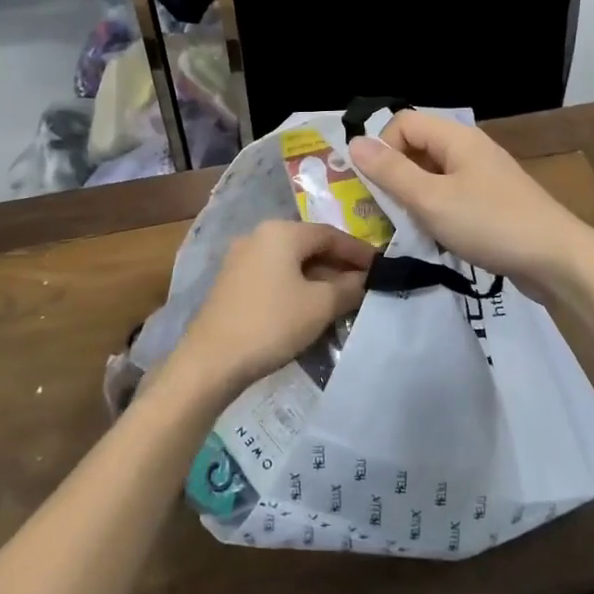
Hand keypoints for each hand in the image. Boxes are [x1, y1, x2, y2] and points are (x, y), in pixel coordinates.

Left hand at [170, 221, 374, 398]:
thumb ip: (349, 287)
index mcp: (280, 232)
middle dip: (339, 265)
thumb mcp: (320, 306)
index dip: (359, 252)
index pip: (330, 234)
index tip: (382, 267)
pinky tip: (311, 307)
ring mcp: (241, 259)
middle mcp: (259, 236)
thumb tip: (367, 279)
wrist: (210, 361)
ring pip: (292, 262)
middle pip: (310, 246)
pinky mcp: (232, 282)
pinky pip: (275, 275)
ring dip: (319, 278)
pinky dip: (297, 286)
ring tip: (344, 299)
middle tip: (366, 285)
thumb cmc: (271, 324)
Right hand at [348, 112, 593, 296]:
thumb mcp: (431, 200)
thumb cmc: (490, 224)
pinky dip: (436, 211)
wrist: (557, 260)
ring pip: (433, 175)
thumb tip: (354, 142)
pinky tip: (436, 237)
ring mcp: (484, 175)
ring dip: (414, 198)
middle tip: (385, 212)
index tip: (377, 187)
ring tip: (409, 228)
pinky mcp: (493, 201)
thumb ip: (391, 172)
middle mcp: (470, 149)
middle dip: (395, 176)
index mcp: (456, 138)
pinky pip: (452, 195)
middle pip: (418, 147)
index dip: (383, 149)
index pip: (403, 123)